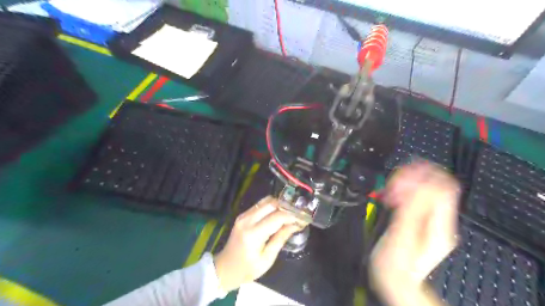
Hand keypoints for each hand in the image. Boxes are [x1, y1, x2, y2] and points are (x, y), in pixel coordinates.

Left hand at [212, 197, 301, 292]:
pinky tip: (278, 214)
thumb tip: (295, 225)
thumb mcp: (267, 259)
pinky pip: (260, 205)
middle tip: (297, 213)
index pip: (277, 217)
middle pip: (271, 204)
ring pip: (265, 201)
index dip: (291, 216)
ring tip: (289, 213)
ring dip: (279, 204)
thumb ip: (280, 239)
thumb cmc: (247, 269)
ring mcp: (243, 215)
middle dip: (286, 207)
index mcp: (253, 234)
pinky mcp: (243, 215)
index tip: (302, 218)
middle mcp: (247, 220)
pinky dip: (271, 206)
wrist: (225, 267)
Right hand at [371, 162, 458, 305]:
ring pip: (424, 188)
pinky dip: (402, 191)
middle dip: (413, 177)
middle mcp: (439, 220)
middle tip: (393, 183)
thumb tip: (417, 183)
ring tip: (390, 190)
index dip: (422, 176)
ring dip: (406, 183)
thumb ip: (410, 208)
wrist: (395, 281)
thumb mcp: (402, 236)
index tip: (400, 179)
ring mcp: (429, 219)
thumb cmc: (395, 263)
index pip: (442, 187)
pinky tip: (391, 196)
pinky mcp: (418, 219)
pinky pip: (414, 197)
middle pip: (434, 184)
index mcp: (439, 225)